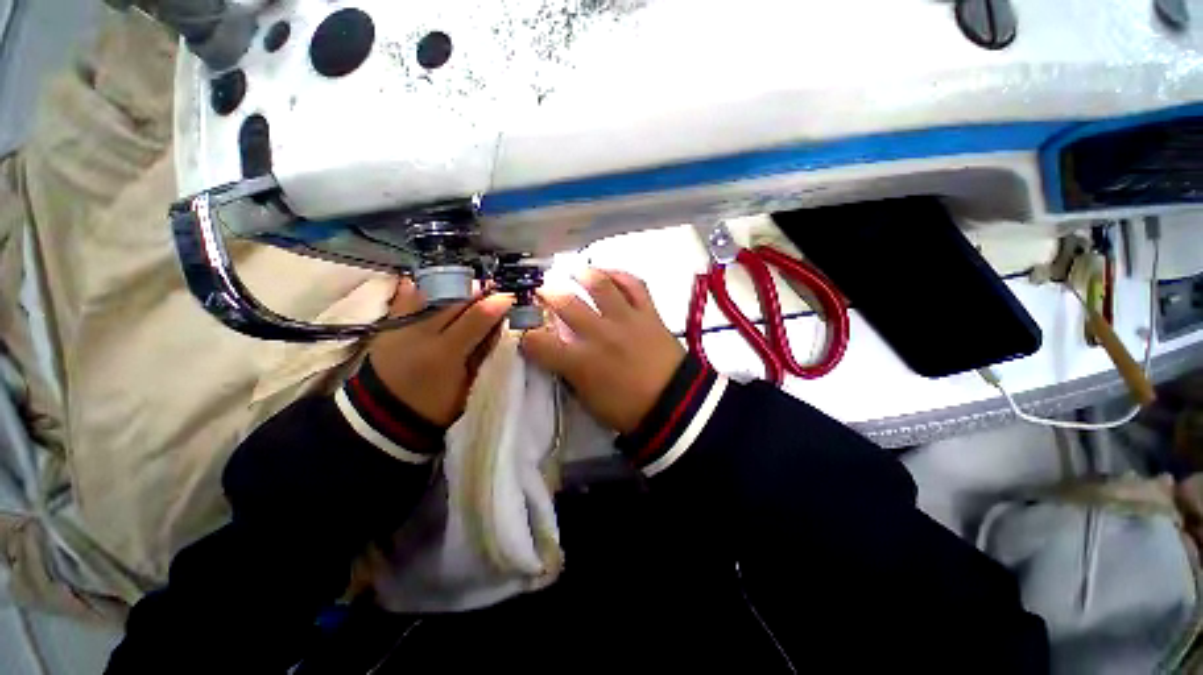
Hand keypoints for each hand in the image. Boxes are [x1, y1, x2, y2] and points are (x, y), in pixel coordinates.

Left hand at [369, 279, 513, 426]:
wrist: (383, 414)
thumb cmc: (434, 404)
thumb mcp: (466, 384)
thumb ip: (482, 352)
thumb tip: (499, 325)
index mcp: (446, 352)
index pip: (478, 317)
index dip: (497, 304)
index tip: (510, 297)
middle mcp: (422, 331)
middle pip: (456, 300)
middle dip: (478, 291)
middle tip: (494, 288)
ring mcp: (401, 324)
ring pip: (433, 292)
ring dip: (455, 286)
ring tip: (469, 287)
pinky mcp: (388, 323)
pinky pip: (406, 296)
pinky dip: (423, 287)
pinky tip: (436, 284)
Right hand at [521, 269, 684, 433]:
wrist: (674, 404)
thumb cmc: (628, 409)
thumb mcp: (589, 400)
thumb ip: (571, 374)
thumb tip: (560, 357)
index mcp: (581, 361)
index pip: (539, 343)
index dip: (526, 336)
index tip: (525, 333)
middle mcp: (600, 333)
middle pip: (565, 303)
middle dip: (547, 293)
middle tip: (542, 289)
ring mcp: (626, 319)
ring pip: (600, 285)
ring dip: (583, 274)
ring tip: (574, 270)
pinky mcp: (649, 313)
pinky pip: (635, 285)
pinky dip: (621, 275)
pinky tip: (611, 273)